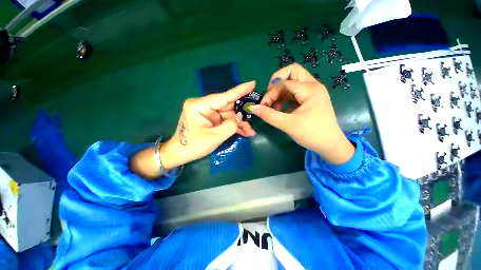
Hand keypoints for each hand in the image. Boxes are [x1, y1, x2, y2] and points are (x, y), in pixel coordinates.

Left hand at [130, 81, 256, 178]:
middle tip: (255, 119)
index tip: (253, 83)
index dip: (240, 90)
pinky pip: (225, 121)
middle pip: (228, 107)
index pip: (224, 96)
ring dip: (239, 123)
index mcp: (200, 105)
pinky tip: (244, 132)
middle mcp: (204, 106)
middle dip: (241, 115)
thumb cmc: (193, 146)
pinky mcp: (211, 119)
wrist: (180, 154)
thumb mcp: (214, 137)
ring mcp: (208, 113)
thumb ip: (230, 126)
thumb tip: (241, 117)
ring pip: (229, 115)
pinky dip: (234, 126)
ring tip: (250, 132)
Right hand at [252, 64, 353, 163]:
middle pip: (292, 72)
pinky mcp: (310, 100)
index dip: (270, 93)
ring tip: (274, 107)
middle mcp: (312, 86)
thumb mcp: (288, 125)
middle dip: (277, 83)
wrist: (330, 145)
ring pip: (293, 82)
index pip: (283, 83)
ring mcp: (312, 92)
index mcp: (309, 89)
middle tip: (270, 97)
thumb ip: (269, 115)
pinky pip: (295, 92)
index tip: (263, 106)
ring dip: (280, 92)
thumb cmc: (312, 134)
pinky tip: (280, 109)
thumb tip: (253, 108)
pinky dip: (285, 98)